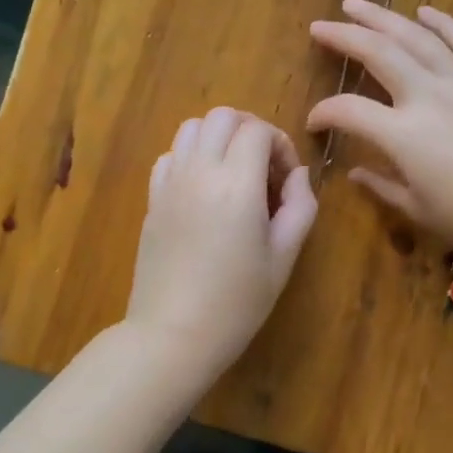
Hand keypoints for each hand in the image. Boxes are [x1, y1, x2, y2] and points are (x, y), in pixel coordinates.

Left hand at [125, 107, 317, 371]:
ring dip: (219, 137)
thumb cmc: (237, 302)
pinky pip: (170, 155)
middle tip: (265, 167)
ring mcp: (170, 183)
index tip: (286, 179)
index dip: (280, 144)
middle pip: (222, 116)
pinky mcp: (152, 199)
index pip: (257, 130)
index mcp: (236, 185)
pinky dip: (191, 156)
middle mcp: (199, 172)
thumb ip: (299, 207)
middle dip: (250, 129)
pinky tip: (204, 188)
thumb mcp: (283, 258)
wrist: (172, 335)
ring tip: (235, 172)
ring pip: (191, 127)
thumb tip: (297, 174)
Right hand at [307, 0, 452, 265]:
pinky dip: (443, 23)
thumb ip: (383, 186)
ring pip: (417, 37)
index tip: (314, 121)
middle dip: (343, 35)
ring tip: (357, 4)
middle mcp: (428, 96)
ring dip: (383, 17)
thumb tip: (356, 171)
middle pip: (377, 53)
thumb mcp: (421, 211)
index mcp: (403, 134)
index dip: (324, 112)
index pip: (348, 110)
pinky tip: (425, 12)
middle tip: (320, 25)